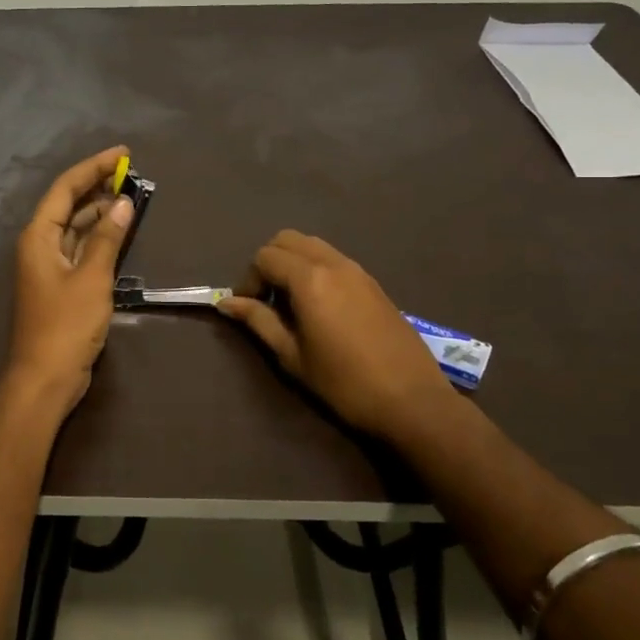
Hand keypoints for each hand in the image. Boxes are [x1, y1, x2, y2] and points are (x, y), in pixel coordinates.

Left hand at [4, 145, 136, 419]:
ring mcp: (50, 265)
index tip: (123, 153)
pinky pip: (81, 247)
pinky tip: (121, 231)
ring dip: (101, 211)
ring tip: (132, 196)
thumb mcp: (91, 278)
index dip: (93, 167)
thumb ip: (106, 238)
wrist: (46, 378)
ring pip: (76, 226)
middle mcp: (40, 244)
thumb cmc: (66, 325)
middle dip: (98, 186)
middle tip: (132, 173)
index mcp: (39, 236)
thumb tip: (123, 203)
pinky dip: (100, 236)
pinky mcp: (62, 284)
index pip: (65, 188)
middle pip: (69, 204)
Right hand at [217, 230, 456, 441]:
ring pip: (313, 245)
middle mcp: (333, 263)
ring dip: (293, 263)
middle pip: (288, 239)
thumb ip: (259, 322)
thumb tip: (227, 303)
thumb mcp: (292, 356)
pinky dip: (316, 269)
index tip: (249, 308)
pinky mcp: (373, 283)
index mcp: (309, 279)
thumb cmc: (344, 383)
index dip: (249, 279)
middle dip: (269, 262)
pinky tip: (320, 307)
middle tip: (266, 298)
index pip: (265, 257)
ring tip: (291, 302)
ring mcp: (357, 270)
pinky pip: (334, 259)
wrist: (412, 400)